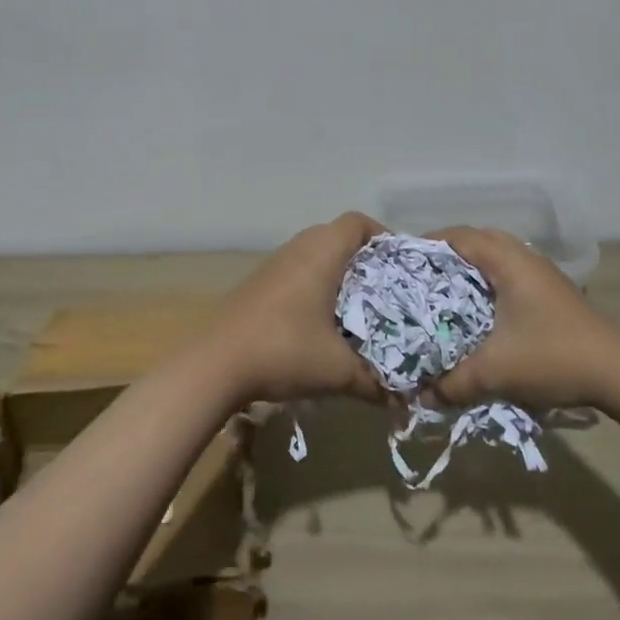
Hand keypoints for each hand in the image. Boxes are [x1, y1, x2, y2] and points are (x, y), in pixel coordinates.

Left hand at [205, 213, 388, 406]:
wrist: (216, 364)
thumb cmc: (284, 351)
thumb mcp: (338, 371)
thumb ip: (376, 381)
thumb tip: (404, 397)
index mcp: (322, 252)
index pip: (358, 222)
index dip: (382, 236)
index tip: (400, 266)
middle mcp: (298, 248)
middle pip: (339, 236)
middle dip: (365, 260)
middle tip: (385, 291)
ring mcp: (275, 263)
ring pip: (316, 254)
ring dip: (338, 274)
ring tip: (357, 308)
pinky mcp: (259, 282)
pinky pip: (298, 270)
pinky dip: (315, 285)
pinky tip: (320, 321)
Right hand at [427, 226, 619, 411]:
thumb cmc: (553, 358)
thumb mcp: (495, 373)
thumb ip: (453, 383)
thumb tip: (420, 396)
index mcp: (508, 261)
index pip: (459, 236)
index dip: (428, 244)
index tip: (404, 263)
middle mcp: (525, 257)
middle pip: (477, 240)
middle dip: (447, 255)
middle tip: (421, 278)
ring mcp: (542, 273)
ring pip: (497, 256)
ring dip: (471, 268)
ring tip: (446, 293)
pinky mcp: (553, 291)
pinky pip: (511, 272)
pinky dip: (490, 281)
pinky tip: (482, 311)